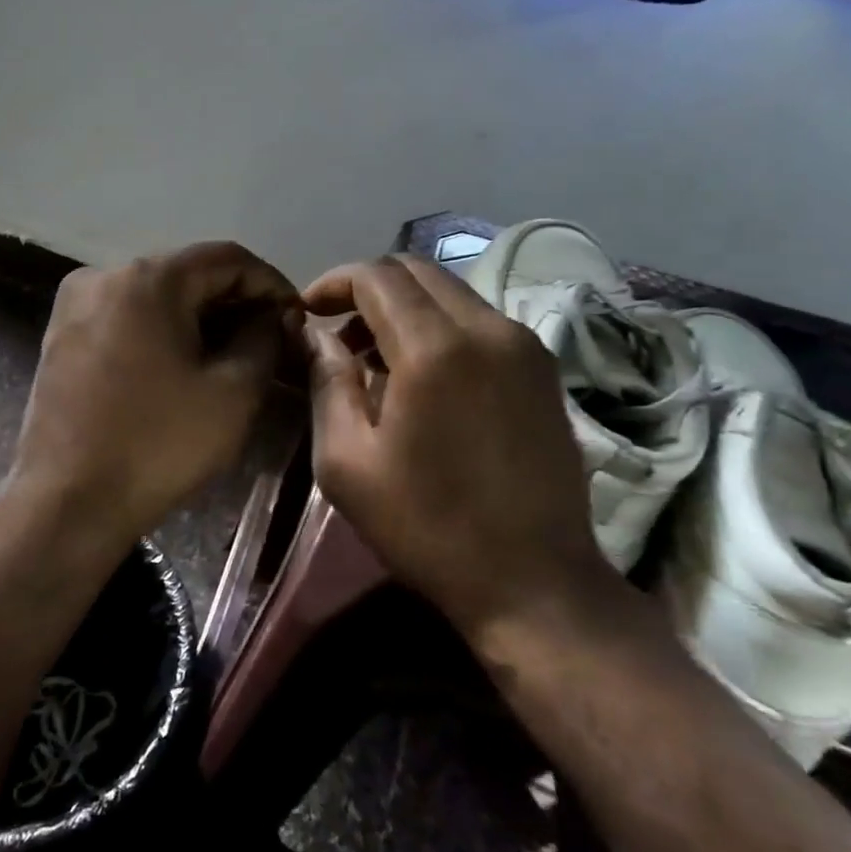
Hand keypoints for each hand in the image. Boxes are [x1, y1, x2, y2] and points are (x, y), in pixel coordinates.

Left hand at [9, 242, 300, 546]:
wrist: (68, 503)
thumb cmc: (159, 445)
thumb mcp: (234, 392)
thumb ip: (264, 338)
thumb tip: (273, 316)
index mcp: (148, 279)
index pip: (226, 258)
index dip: (269, 282)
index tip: (295, 317)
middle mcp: (104, 275)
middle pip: (187, 272)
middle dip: (234, 301)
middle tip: (270, 338)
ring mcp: (75, 304)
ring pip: (155, 294)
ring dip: (199, 316)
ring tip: (233, 352)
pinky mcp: (61, 334)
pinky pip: (126, 315)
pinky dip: (162, 329)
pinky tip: (184, 362)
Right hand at [304, 255, 606, 635]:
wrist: (535, 580)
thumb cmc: (428, 526)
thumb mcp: (348, 462)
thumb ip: (326, 382)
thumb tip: (315, 334)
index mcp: (434, 348)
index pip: (376, 275)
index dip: (333, 282)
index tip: (307, 312)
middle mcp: (486, 328)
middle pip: (416, 270)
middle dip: (368, 287)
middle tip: (338, 331)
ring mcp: (523, 343)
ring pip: (450, 292)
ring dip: (405, 306)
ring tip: (375, 357)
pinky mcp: (543, 366)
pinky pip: (479, 319)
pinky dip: (440, 325)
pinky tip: (423, 374)